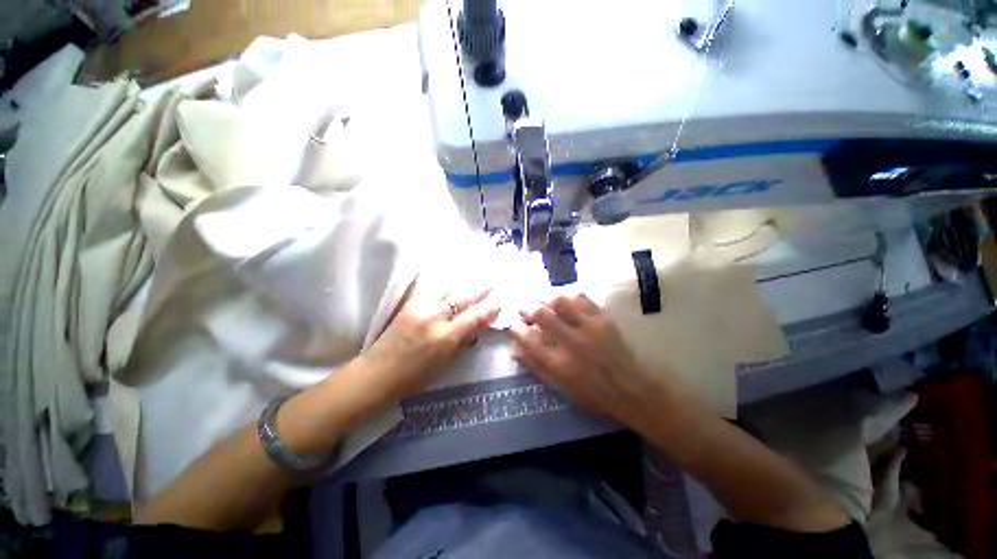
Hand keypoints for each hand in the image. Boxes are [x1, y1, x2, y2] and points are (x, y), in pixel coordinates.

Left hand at [363, 276, 498, 401]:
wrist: (378, 373)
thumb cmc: (415, 376)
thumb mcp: (446, 363)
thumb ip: (463, 342)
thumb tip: (478, 327)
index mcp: (445, 337)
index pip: (474, 317)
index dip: (488, 309)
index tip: (497, 303)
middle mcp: (434, 317)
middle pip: (462, 299)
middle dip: (479, 291)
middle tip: (490, 284)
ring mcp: (419, 307)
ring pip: (446, 288)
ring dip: (461, 286)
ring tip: (470, 280)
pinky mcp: (408, 304)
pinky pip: (427, 287)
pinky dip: (439, 283)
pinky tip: (445, 279)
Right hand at [508, 294, 669, 429]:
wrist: (632, 389)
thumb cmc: (592, 393)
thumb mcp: (560, 387)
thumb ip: (535, 367)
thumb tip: (514, 350)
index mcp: (559, 364)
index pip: (528, 339)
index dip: (515, 328)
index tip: (512, 325)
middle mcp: (571, 343)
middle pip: (541, 314)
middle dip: (526, 307)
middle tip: (523, 308)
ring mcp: (589, 327)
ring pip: (560, 301)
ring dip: (545, 298)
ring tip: (541, 301)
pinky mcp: (603, 317)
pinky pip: (581, 297)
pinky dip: (566, 294)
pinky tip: (562, 299)